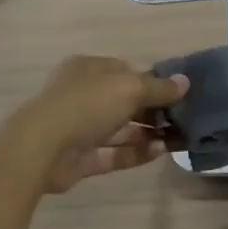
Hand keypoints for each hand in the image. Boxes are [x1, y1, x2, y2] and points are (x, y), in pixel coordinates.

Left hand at [19, 56, 189, 193]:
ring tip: (177, 138)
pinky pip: (113, 153)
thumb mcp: (128, 88)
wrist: (42, 149)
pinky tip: (159, 151)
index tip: (176, 93)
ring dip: (147, 133)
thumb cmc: (86, 105)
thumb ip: (158, 87)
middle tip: (182, 118)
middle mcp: (82, 96)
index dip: (150, 80)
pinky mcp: (80, 158)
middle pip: (124, 101)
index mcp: (88, 70)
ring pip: (120, 129)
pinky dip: (135, 152)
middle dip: (153, 110)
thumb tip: (185, 82)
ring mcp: (79, 128)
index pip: (125, 71)